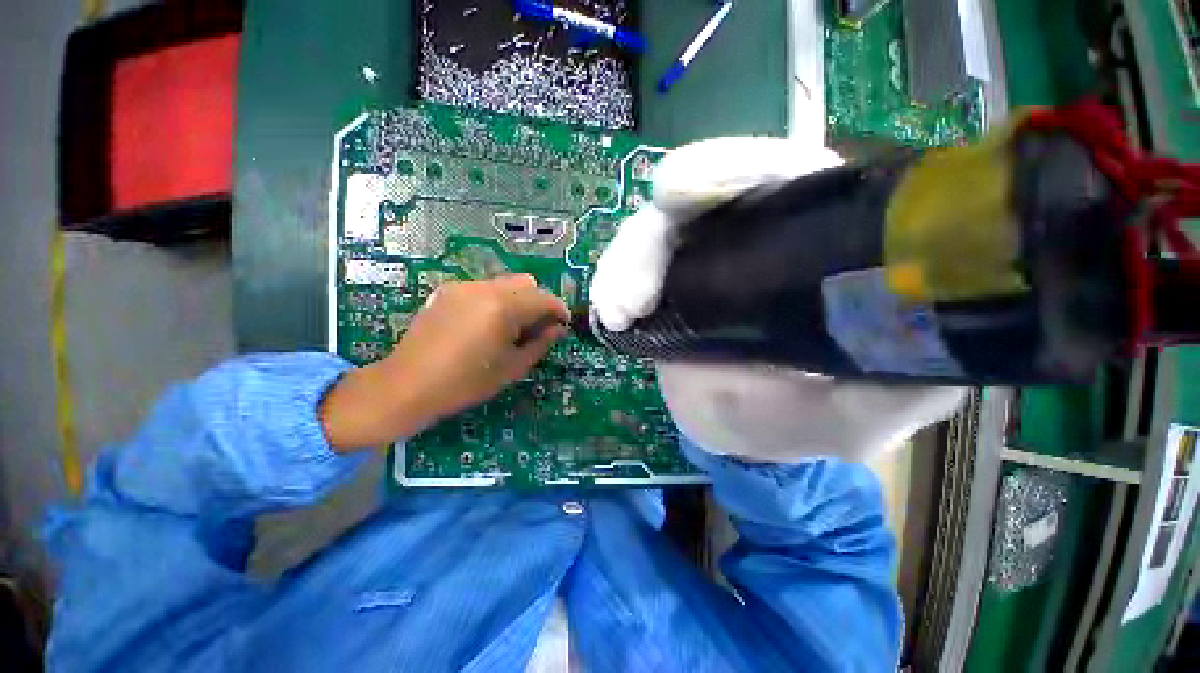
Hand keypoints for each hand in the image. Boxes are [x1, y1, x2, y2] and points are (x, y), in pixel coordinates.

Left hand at [321, 275, 568, 450]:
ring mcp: (463, 286)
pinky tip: (484, 325)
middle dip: (537, 303)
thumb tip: (557, 329)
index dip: (559, 311)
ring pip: (505, 284)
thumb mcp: (512, 367)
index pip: (544, 299)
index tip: (562, 326)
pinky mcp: (447, 291)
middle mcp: (485, 288)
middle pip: (527, 283)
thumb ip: (540, 343)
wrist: (407, 386)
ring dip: (517, 301)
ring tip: (508, 329)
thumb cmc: (465, 383)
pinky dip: (495, 301)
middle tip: (533, 329)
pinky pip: (484, 289)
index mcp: (503, 307)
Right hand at [591, 137, 964, 462]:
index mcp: (815, 240)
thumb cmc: (798, 419)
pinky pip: (630, 265)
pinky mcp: (664, 281)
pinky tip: (611, 316)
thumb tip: (912, 361)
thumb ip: (884, 396)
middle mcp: (756, 232)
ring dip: (625, 264)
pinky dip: (614, 283)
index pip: (778, 174)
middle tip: (633, 296)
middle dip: (655, 235)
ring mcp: (701, 255)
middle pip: (696, 196)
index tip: (681, 195)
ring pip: (653, 231)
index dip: (730, 171)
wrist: (738, 429)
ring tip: (617, 314)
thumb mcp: (851, 417)